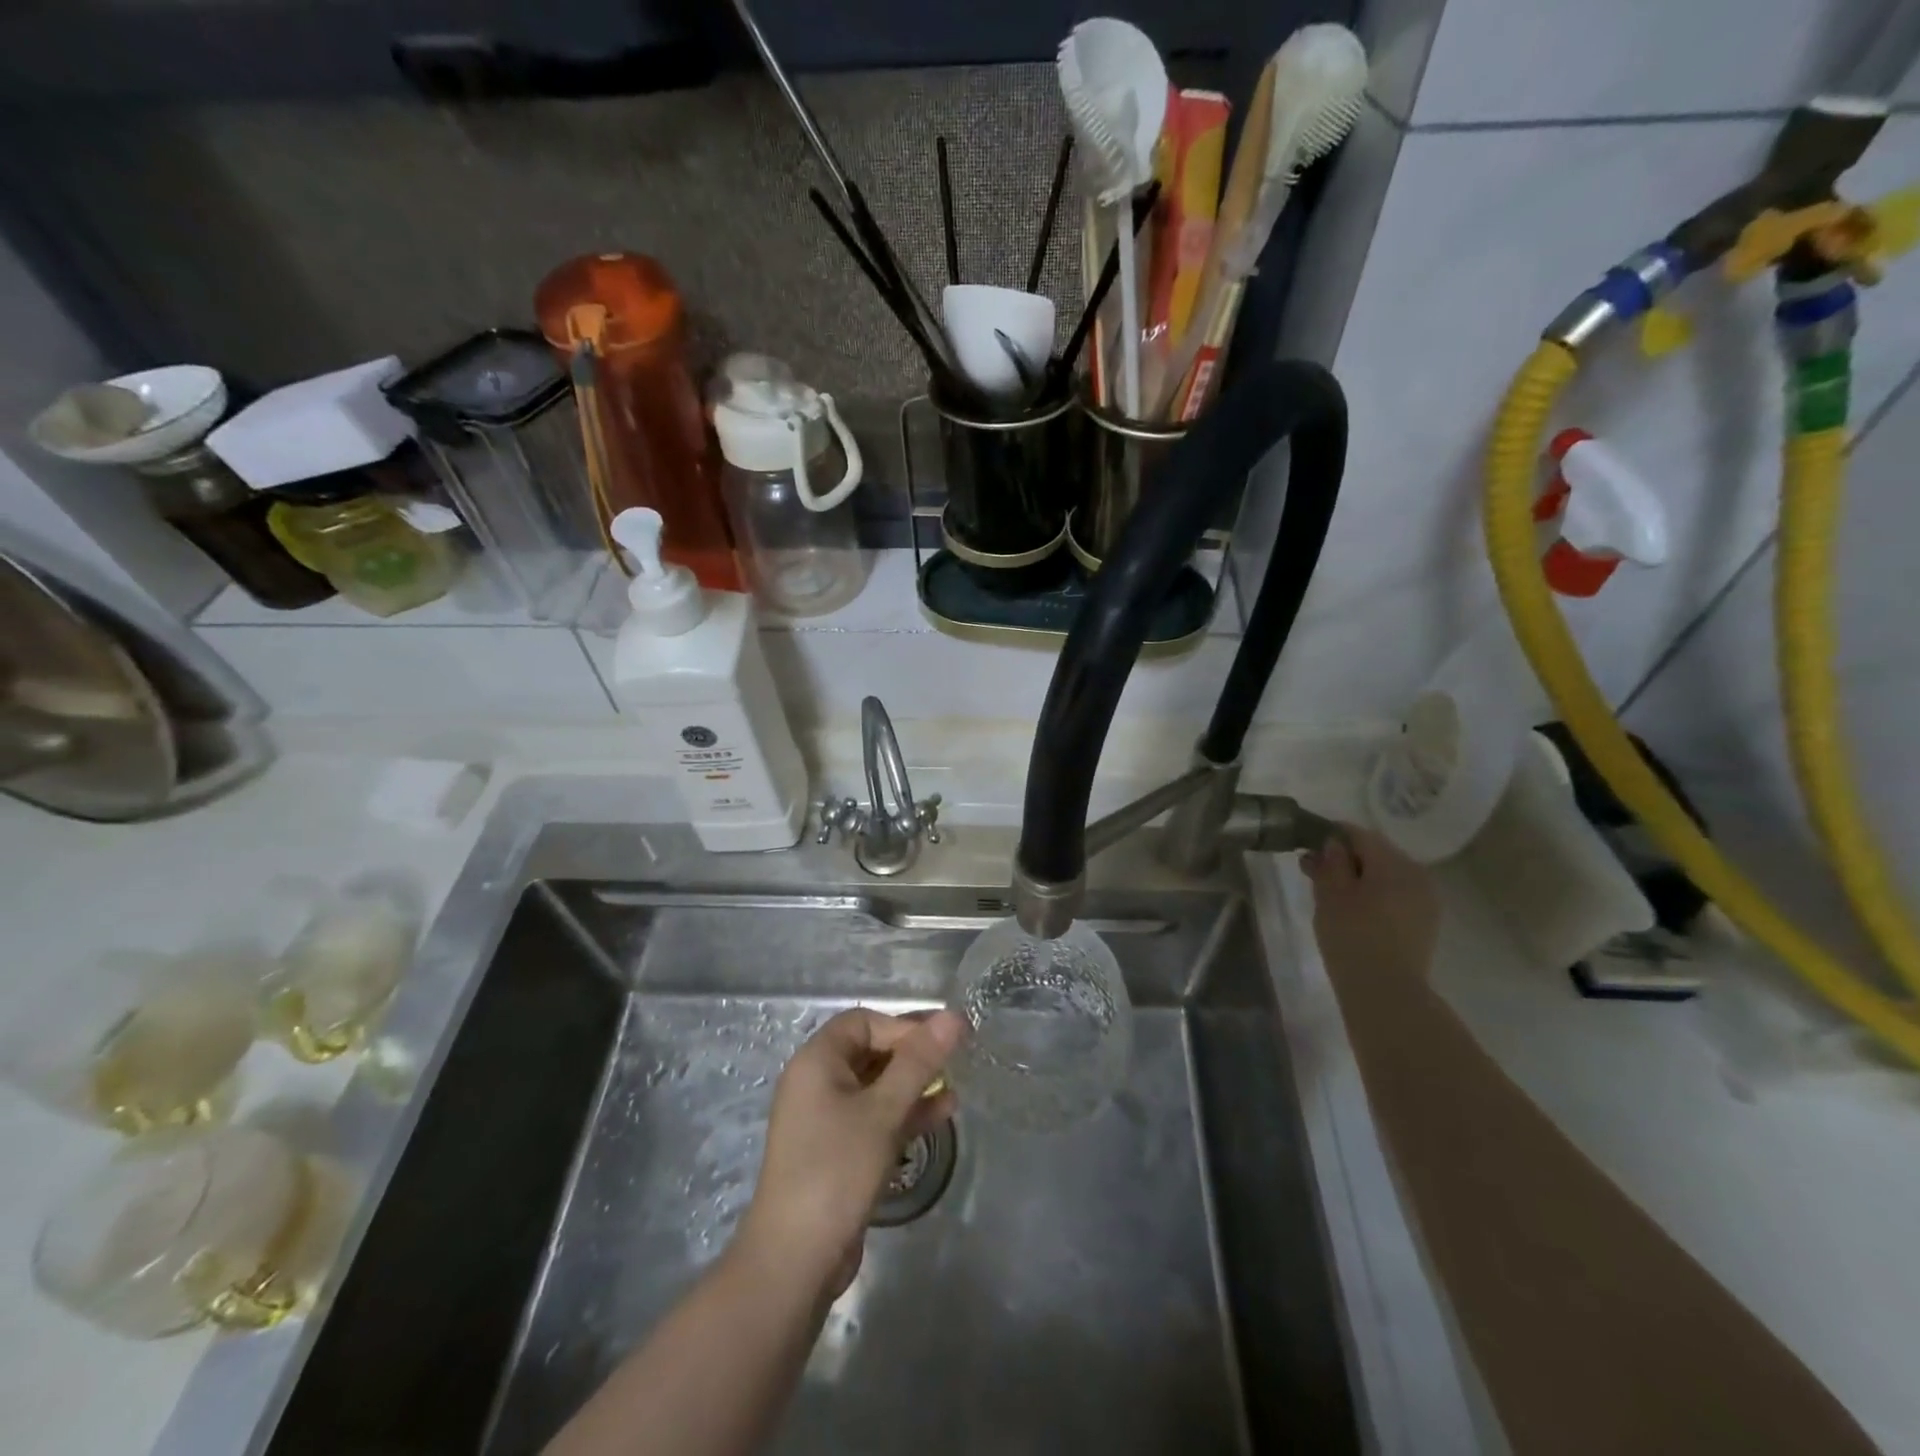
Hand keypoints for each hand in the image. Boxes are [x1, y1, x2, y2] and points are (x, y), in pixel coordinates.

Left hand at [737, 1008, 962, 1299]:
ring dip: (913, 1085)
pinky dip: (904, 1113)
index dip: (902, 1026)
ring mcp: (825, 1119)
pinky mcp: (837, 1151)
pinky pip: (874, 1117)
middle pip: (870, 1051)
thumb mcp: (883, 1111)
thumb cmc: (837, 1169)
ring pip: (876, 1087)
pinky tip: (942, 1114)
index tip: (939, 1043)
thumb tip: (954, 1016)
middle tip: (955, 1059)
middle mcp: (817, 1083)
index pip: (863, 1022)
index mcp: (816, 1061)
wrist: (795, 1260)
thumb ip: (919, 1062)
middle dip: (912, 1055)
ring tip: (954, 1087)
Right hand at [1303, 826, 1439, 982]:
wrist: (1386, 992)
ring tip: (1332, 894)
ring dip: (1360, 877)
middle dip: (1345, 857)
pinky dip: (1375, 894)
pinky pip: (1397, 894)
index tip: (1307, 846)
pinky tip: (1356, 912)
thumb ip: (1331, 862)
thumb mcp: (1330, 894)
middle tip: (1313, 871)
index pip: (1359, 834)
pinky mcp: (1426, 921)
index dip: (1331, 835)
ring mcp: (1426, 899)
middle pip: (1376, 853)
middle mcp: (1417, 874)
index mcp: (1394, 863)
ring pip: (1387, 874)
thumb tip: (1333, 842)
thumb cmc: (1352, 937)